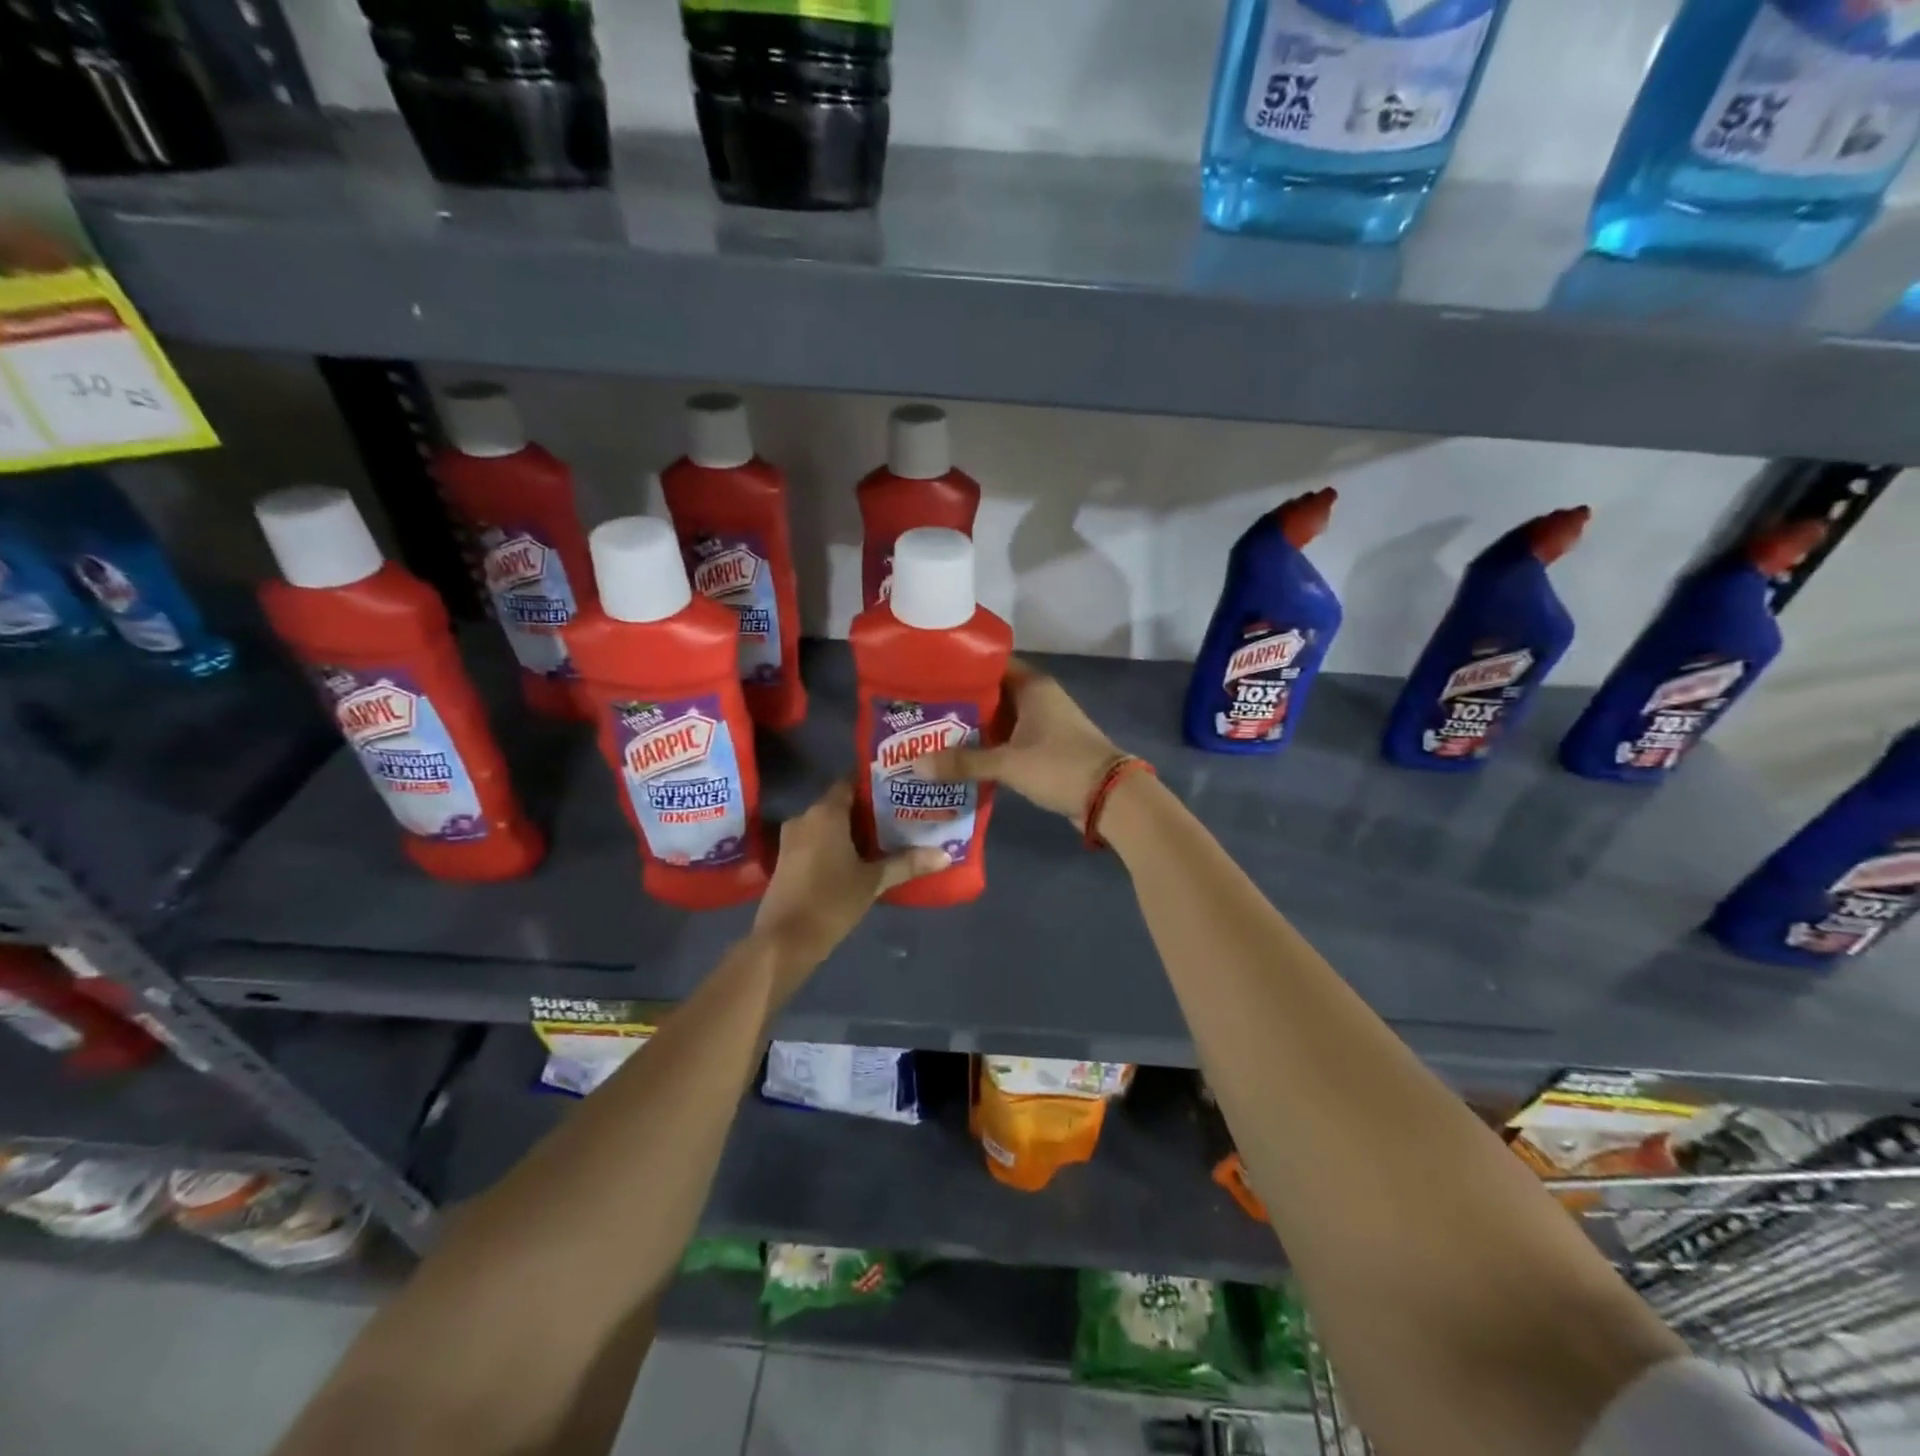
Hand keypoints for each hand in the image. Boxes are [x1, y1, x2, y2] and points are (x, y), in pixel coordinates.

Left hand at [752, 779, 948, 977]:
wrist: (783, 942)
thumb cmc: (830, 902)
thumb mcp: (873, 882)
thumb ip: (907, 863)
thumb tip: (945, 855)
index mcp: (825, 812)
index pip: (851, 781)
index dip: (875, 783)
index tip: (901, 788)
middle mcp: (805, 817)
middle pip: (841, 802)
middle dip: (869, 808)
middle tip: (902, 813)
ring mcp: (791, 839)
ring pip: (829, 823)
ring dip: (853, 828)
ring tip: (888, 835)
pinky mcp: (787, 859)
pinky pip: (817, 839)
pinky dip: (837, 843)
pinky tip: (861, 857)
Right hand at [922, 659, 1125, 826]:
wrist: (1110, 798)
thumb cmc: (1060, 766)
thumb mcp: (1008, 763)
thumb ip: (963, 762)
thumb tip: (916, 765)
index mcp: (1032, 686)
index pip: (990, 664)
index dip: (960, 668)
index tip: (927, 676)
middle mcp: (1038, 698)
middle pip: (991, 693)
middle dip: (960, 703)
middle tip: (921, 711)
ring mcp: (1044, 723)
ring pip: (1000, 718)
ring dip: (973, 727)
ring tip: (931, 734)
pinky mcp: (1046, 747)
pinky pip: (1009, 740)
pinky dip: (989, 746)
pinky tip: (961, 758)